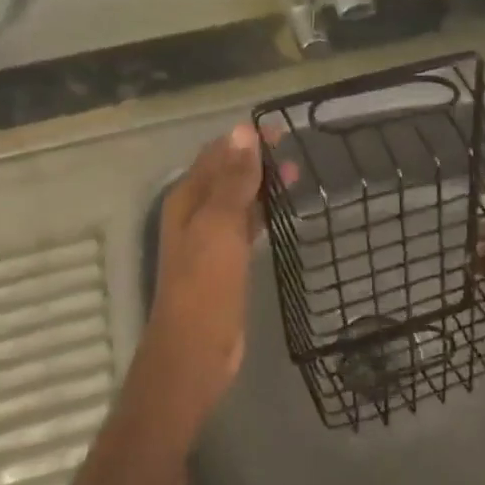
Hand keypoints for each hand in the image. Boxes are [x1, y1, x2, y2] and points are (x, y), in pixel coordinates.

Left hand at [142, 123, 271, 423]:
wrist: (195, 352)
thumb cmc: (205, 285)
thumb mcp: (220, 227)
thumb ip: (232, 180)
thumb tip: (243, 132)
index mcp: (187, 200)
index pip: (218, 154)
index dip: (246, 140)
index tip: (282, 131)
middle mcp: (195, 214)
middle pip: (227, 175)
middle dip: (257, 160)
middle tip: (295, 152)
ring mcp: (209, 240)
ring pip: (238, 200)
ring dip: (262, 185)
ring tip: (297, 175)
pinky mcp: (225, 263)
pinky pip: (245, 226)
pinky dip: (263, 213)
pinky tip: (283, 213)